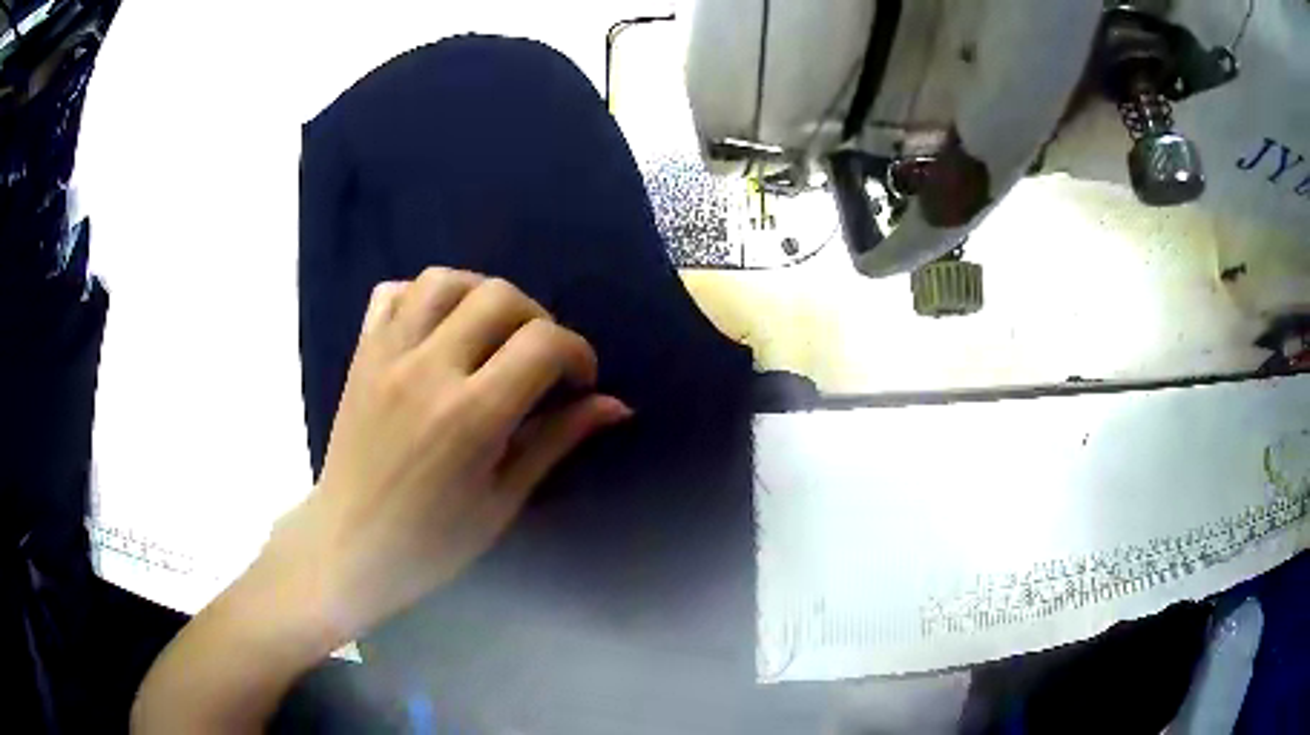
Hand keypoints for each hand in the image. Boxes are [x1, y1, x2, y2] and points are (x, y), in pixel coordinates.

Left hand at [265, 268, 630, 639]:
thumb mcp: (504, 500)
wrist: (349, 545)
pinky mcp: (362, 353)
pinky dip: (424, 296)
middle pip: (499, 296)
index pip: (543, 344)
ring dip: (482, 295)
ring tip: (493, 332)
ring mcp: (387, 355)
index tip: (580, 381)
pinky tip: (439, 327)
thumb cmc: (432, 541)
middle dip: (538, 319)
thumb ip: (557, 440)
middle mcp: (427, 369)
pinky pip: (393, 293)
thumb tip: (616, 405)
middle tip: (540, 360)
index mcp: (471, 416)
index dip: (578, 353)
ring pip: (444, 280)